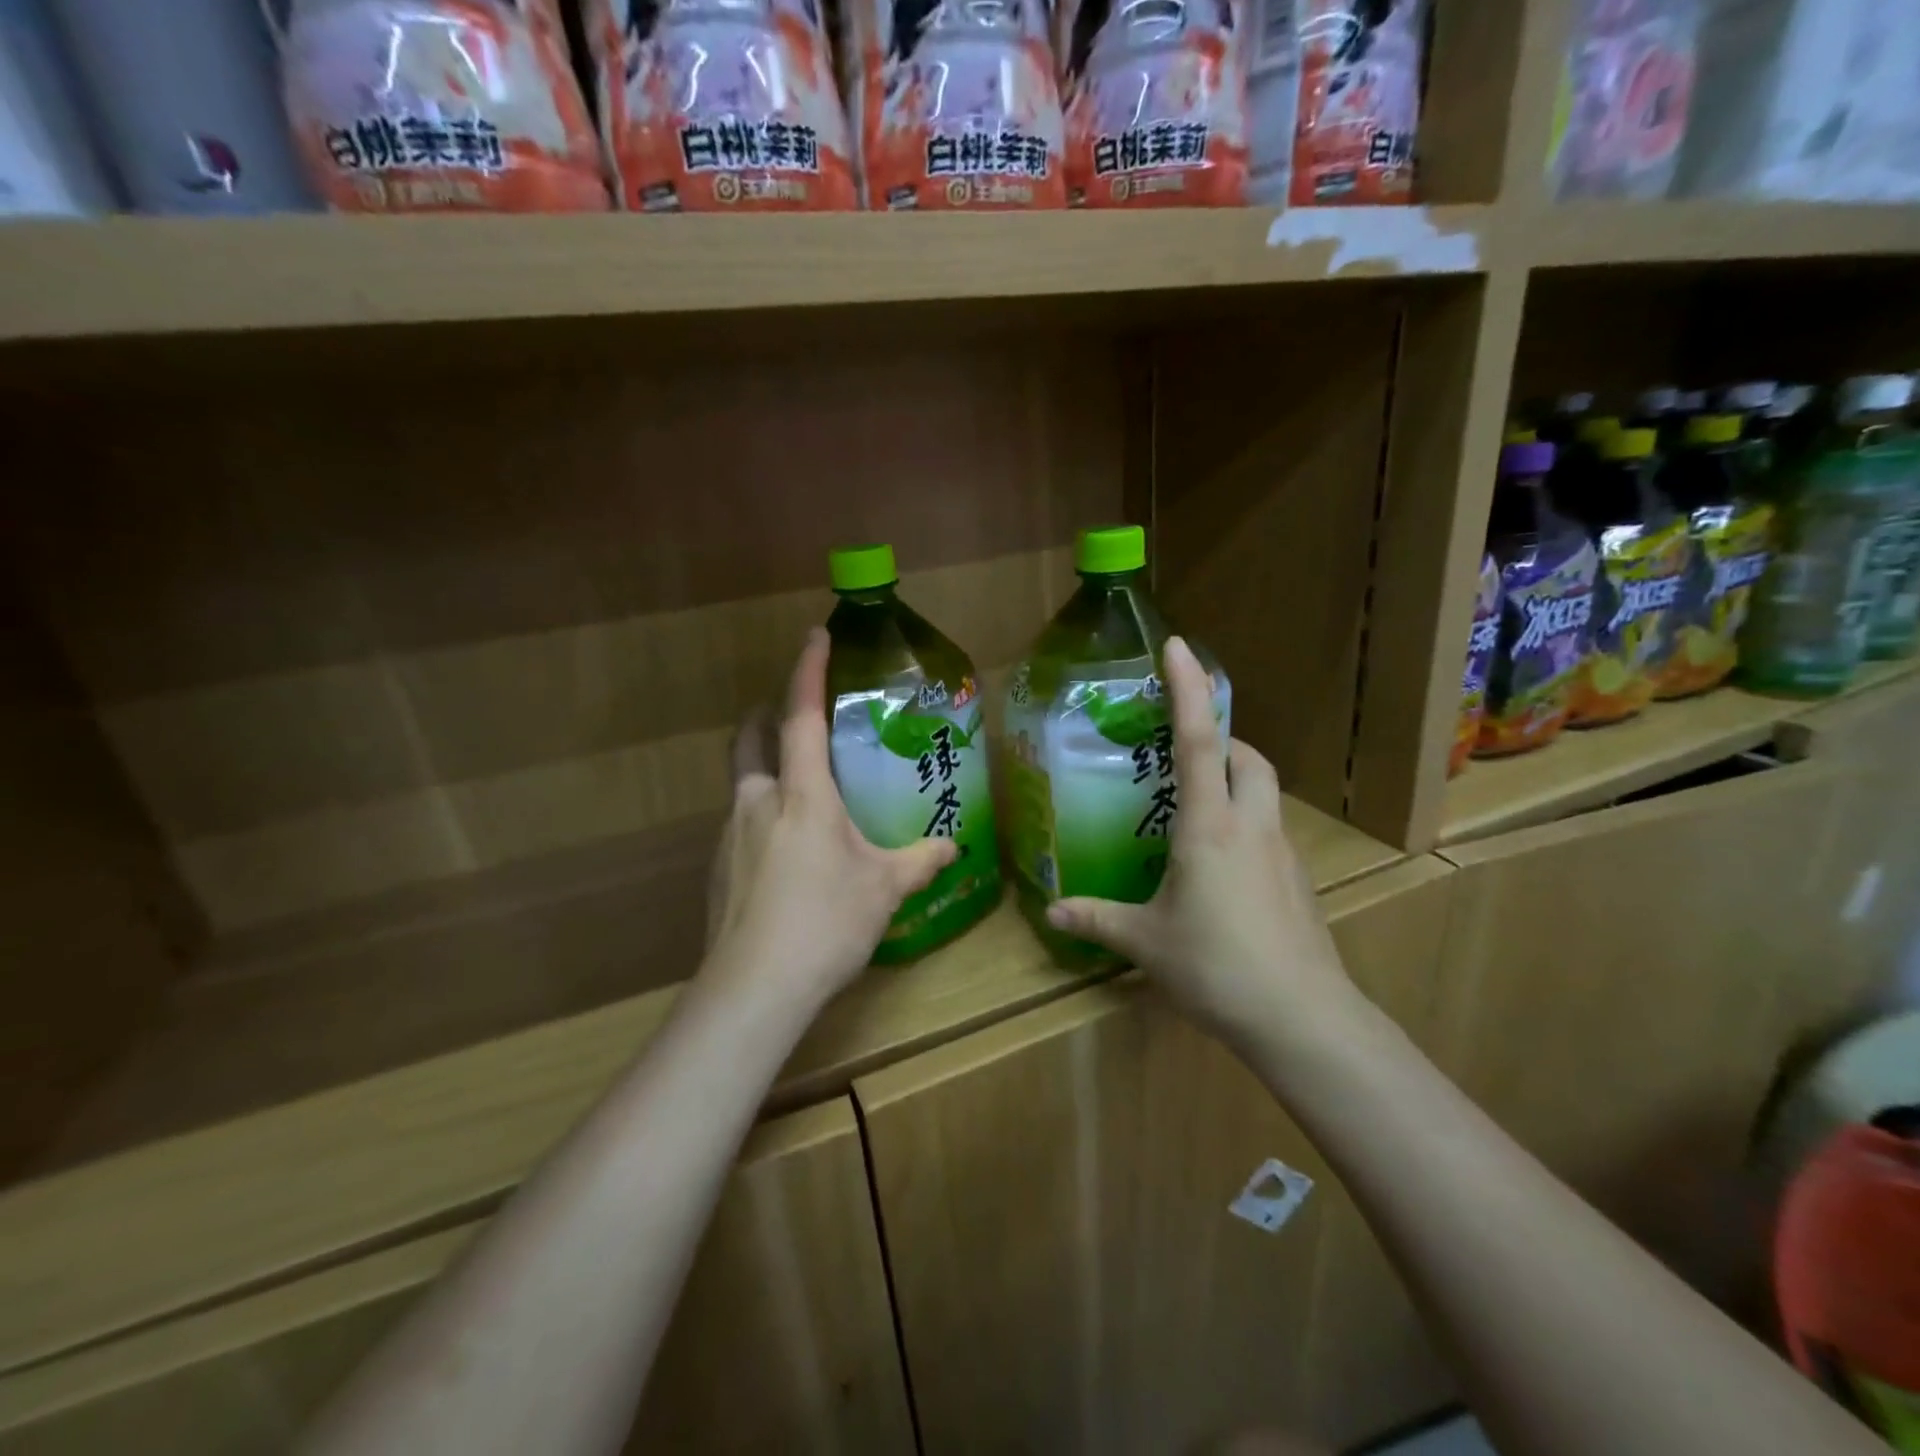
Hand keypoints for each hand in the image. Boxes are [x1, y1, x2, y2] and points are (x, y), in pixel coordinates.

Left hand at [703, 629, 954, 1012]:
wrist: (754, 988)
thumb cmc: (826, 921)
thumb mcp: (884, 889)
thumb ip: (920, 861)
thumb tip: (954, 848)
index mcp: (801, 794)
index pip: (800, 716)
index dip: (807, 672)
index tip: (815, 635)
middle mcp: (757, 802)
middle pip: (749, 739)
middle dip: (766, 716)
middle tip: (792, 717)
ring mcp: (730, 835)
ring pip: (741, 782)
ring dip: (764, 771)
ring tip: (800, 794)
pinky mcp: (718, 869)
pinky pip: (740, 824)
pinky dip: (761, 817)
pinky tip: (785, 854)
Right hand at [1044, 637, 1361, 1048]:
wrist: (1302, 1018)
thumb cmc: (1216, 966)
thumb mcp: (1145, 941)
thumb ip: (1097, 919)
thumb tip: (1052, 910)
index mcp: (1209, 827)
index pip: (1199, 740)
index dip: (1188, 689)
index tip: (1178, 646)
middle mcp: (1250, 826)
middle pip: (1248, 759)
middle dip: (1222, 739)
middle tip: (1186, 751)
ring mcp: (1282, 853)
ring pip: (1265, 793)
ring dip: (1237, 780)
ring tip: (1199, 806)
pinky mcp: (1297, 881)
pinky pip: (1270, 831)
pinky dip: (1247, 824)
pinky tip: (1221, 865)